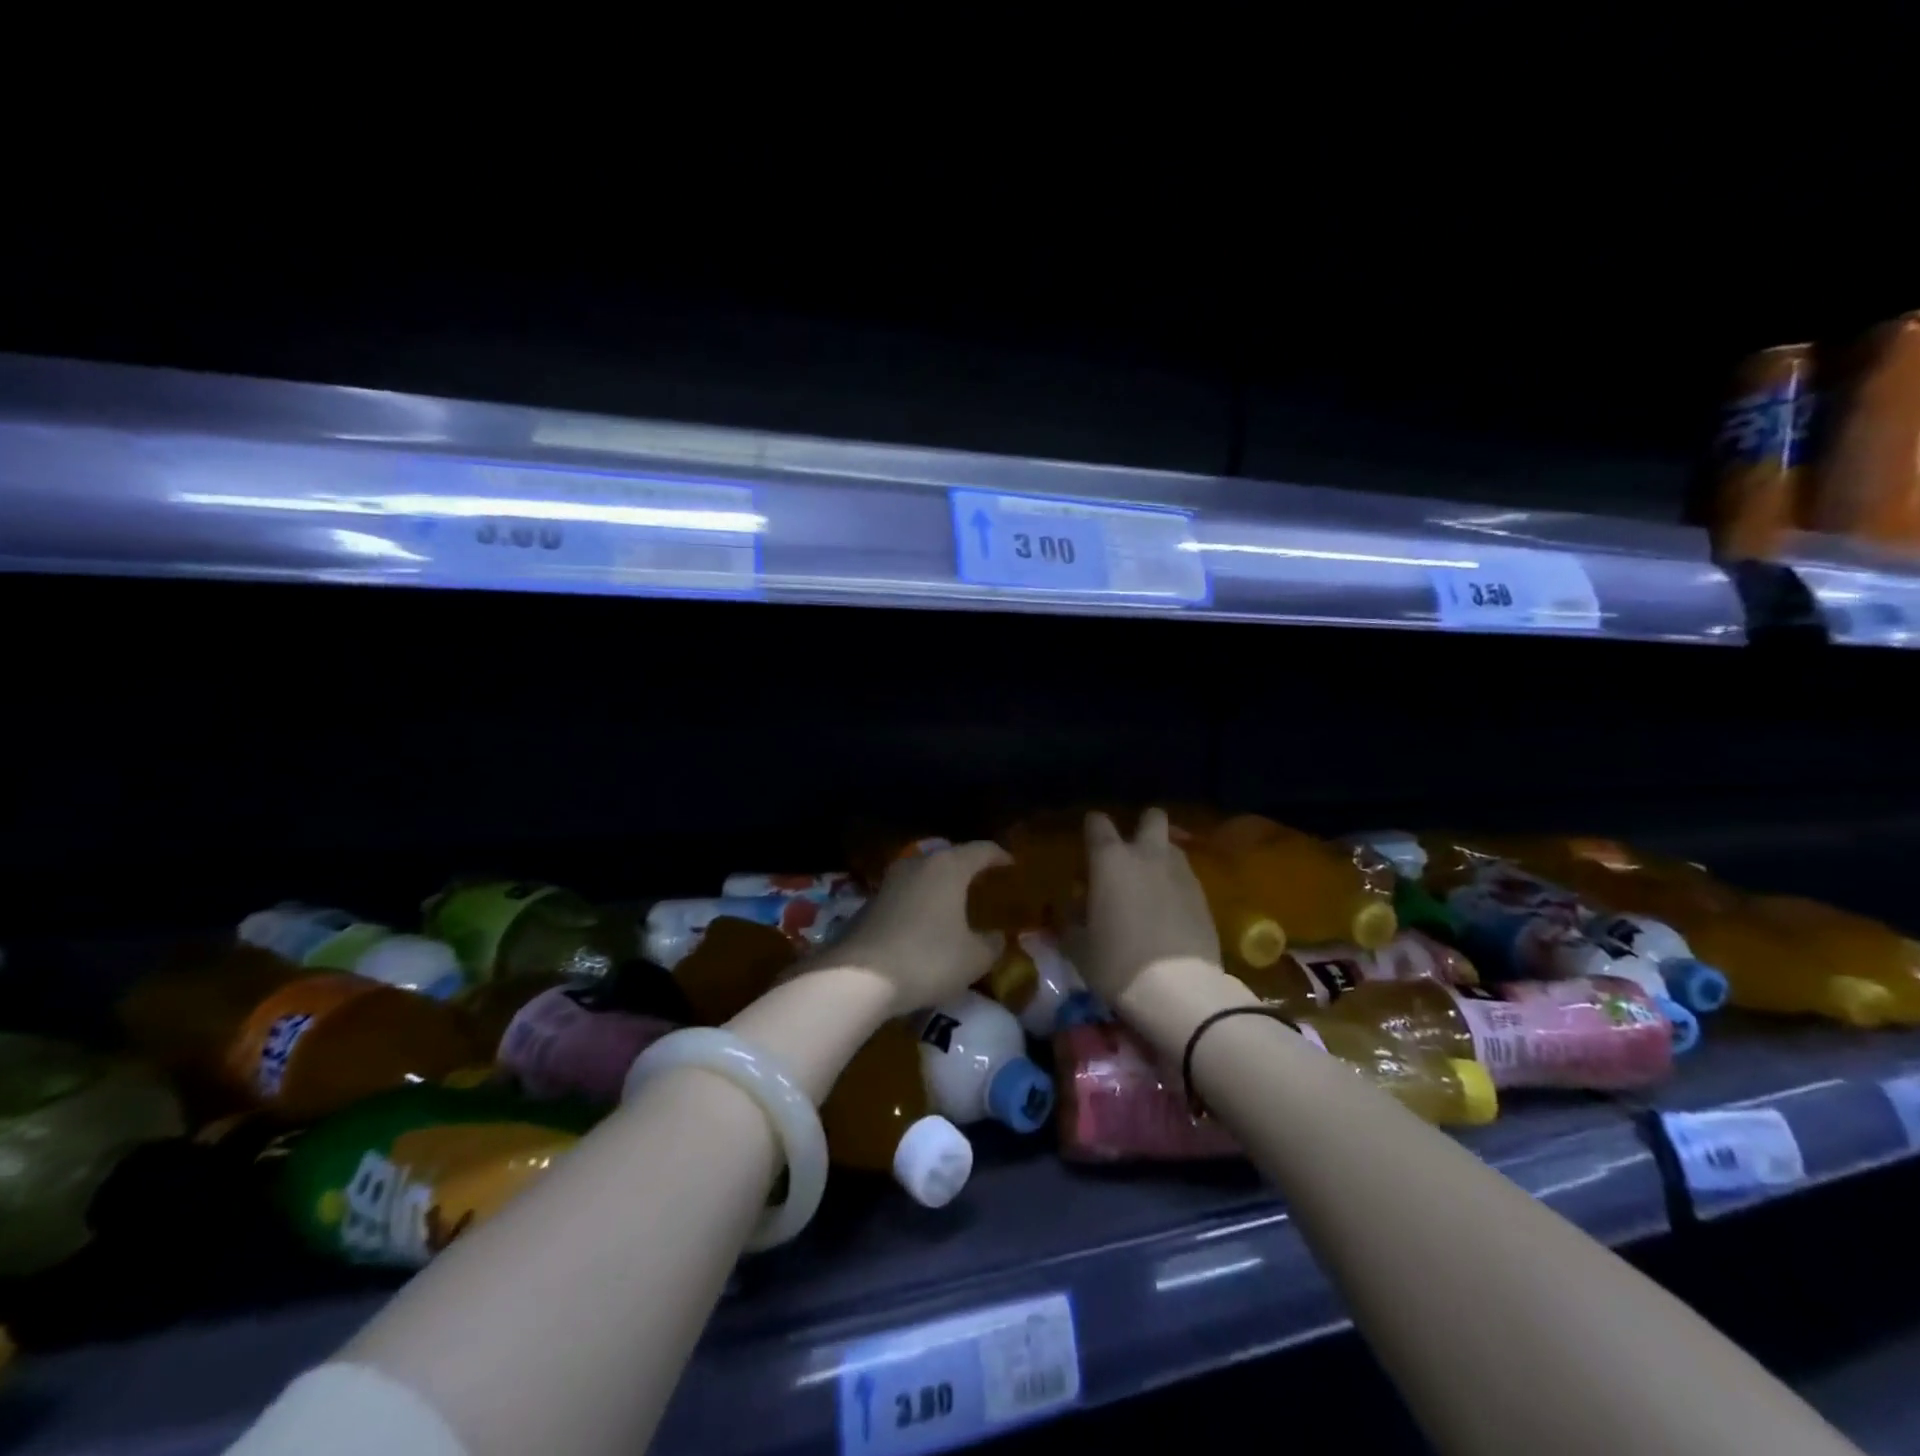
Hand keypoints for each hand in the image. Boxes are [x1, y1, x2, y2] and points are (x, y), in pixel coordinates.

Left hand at [814, 840, 1010, 1015]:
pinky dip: (919, 904)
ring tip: (953, 905)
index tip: (1011, 864)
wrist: (858, 977)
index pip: (981, 850)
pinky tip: (924, 926)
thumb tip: (996, 937)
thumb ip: (991, 944)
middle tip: (982, 884)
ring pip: (923, 876)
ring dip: (939, 887)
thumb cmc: (928, 959)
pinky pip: (904, 896)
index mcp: (948, 867)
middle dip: (966, 869)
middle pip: (949, 858)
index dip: (999, 855)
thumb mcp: (974, 958)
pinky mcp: (868, 903)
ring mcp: (889, 882)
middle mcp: (917, 865)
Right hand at [1079, 808, 1221, 1004]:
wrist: (1178, 990)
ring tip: (1150, 885)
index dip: (1092, 827)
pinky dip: (1175, 886)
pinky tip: (1168, 911)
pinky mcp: (1204, 897)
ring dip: (1160, 857)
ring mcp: (1181, 874)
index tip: (1088, 841)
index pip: (1098, 823)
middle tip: (1130, 851)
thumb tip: (1076, 906)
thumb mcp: (1078, 945)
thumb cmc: (1116, 962)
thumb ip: (1073, 918)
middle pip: (1152, 817)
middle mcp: (1148, 856)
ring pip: (1172, 848)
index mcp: (1111, 860)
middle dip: (1142, 825)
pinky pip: (1186, 878)